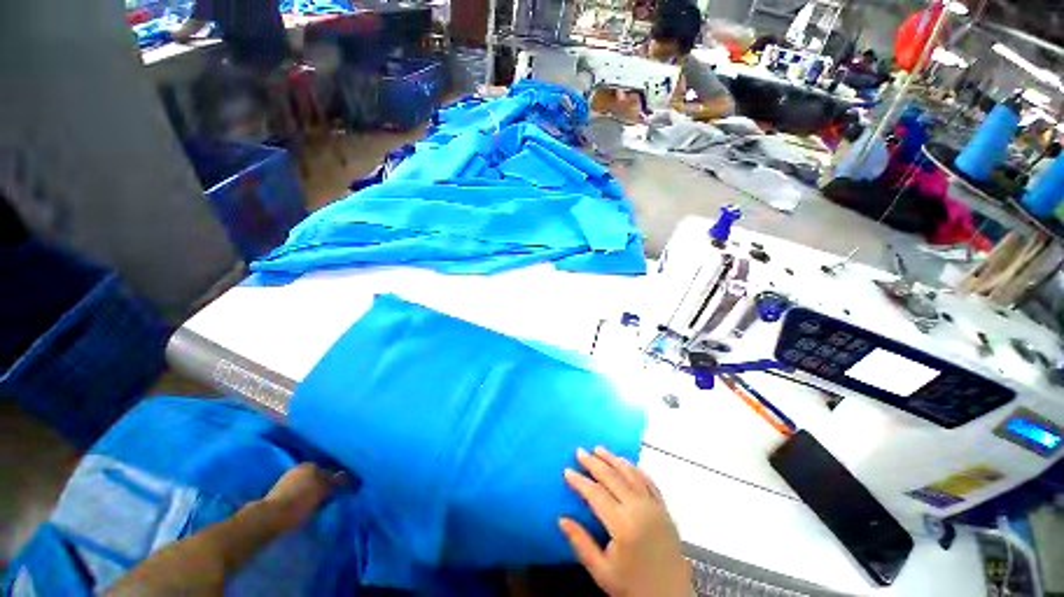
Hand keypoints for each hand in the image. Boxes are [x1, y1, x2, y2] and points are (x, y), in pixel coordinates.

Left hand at [263, 463, 345, 532]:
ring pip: (306, 486)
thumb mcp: (323, 491)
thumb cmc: (300, 502)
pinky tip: (305, 508)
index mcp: (311, 465)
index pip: (329, 471)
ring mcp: (286, 481)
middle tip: (331, 499)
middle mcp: (299, 469)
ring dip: (313, 493)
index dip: (336, 481)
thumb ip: (335, 482)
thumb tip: (346, 477)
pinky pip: (297, 494)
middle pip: (317, 477)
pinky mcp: (277, 494)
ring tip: (319, 506)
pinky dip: (303, 499)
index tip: (341, 492)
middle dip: (324, 486)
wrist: (269, 518)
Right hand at [559, 447, 690, 596]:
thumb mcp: (602, 572)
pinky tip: (626, 463)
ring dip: (614, 459)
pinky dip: (636, 469)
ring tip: (599, 449)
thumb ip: (581, 543)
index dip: (580, 481)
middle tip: (580, 451)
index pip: (596, 494)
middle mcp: (640, 509)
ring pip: (631, 474)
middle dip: (594, 463)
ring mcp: (655, 507)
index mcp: (623, 525)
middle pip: (613, 478)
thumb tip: (561, 519)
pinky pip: (649, 482)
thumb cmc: (633, 587)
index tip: (567, 471)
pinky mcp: (665, 509)